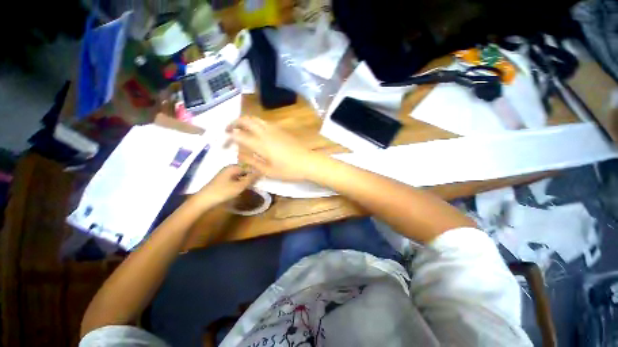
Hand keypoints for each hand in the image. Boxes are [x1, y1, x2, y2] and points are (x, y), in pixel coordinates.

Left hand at [194, 165, 259, 205]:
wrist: (204, 200)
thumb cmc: (223, 192)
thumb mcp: (239, 186)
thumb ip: (251, 179)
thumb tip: (261, 172)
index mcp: (233, 167)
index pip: (249, 166)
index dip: (257, 171)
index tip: (264, 177)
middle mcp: (230, 168)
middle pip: (245, 169)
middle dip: (253, 175)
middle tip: (260, 181)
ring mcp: (226, 173)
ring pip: (241, 174)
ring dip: (248, 178)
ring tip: (255, 184)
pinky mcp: (224, 179)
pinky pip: (237, 178)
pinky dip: (242, 181)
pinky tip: (245, 186)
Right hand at [226, 117, 321, 181]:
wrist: (308, 162)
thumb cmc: (289, 170)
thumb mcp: (268, 171)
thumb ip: (252, 162)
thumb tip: (240, 155)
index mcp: (260, 144)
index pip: (239, 135)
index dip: (228, 137)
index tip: (223, 142)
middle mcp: (265, 132)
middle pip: (246, 120)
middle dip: (234, 122)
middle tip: (228, 130)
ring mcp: (275, 129)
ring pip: (256, 118)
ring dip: (245, 121)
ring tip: (240, 129)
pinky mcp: (281, 130)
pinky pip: (264, 122)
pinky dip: (255, 123)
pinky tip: (256, 131)